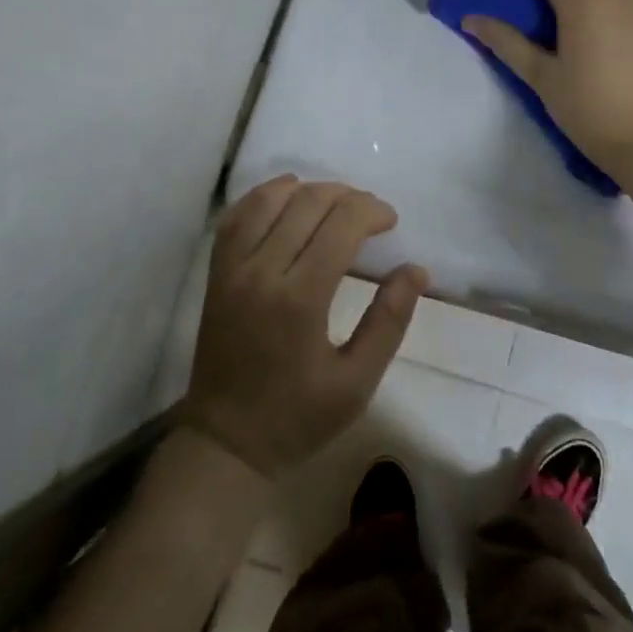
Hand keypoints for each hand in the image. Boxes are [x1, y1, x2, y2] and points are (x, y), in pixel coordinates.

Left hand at [182, 176, 428, 477]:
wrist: (226, 441)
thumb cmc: (298, 417)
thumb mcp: (357, 381)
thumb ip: (389, 321)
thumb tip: (415, 269)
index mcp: (300, 299)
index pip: (340, 225)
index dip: (371, 211)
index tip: (391, 221)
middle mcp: (262, 271)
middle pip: (308, 203)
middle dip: (348, 197)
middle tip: (371, 214)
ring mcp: (233, 268)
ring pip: (270, 200)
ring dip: (309, 190)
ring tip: (335, 202)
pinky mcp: (217, 272)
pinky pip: (237, 216)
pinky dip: (264, 195)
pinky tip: (287, 195)